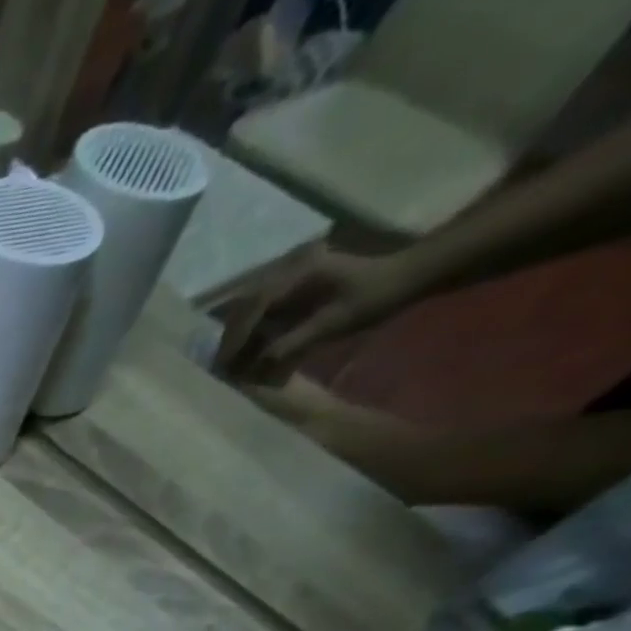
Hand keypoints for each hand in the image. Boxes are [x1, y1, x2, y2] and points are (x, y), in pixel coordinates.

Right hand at [218, 249, 415, 378]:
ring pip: (249, 305)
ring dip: (238, 333)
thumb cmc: (378, 296)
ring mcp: (290, 273)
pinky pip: (261, 306)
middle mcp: (290, 266)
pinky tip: (248, 347)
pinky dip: (250, 328)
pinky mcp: (292, 283)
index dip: (238, 334)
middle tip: (222, 364)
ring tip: (231, 359)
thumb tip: (258, 364)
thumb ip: (295, 341)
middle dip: (232, 336)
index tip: (227, 360)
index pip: (257, 303)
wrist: (408, 275)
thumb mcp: (337, 321)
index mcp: (302, 269)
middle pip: (246, 304)